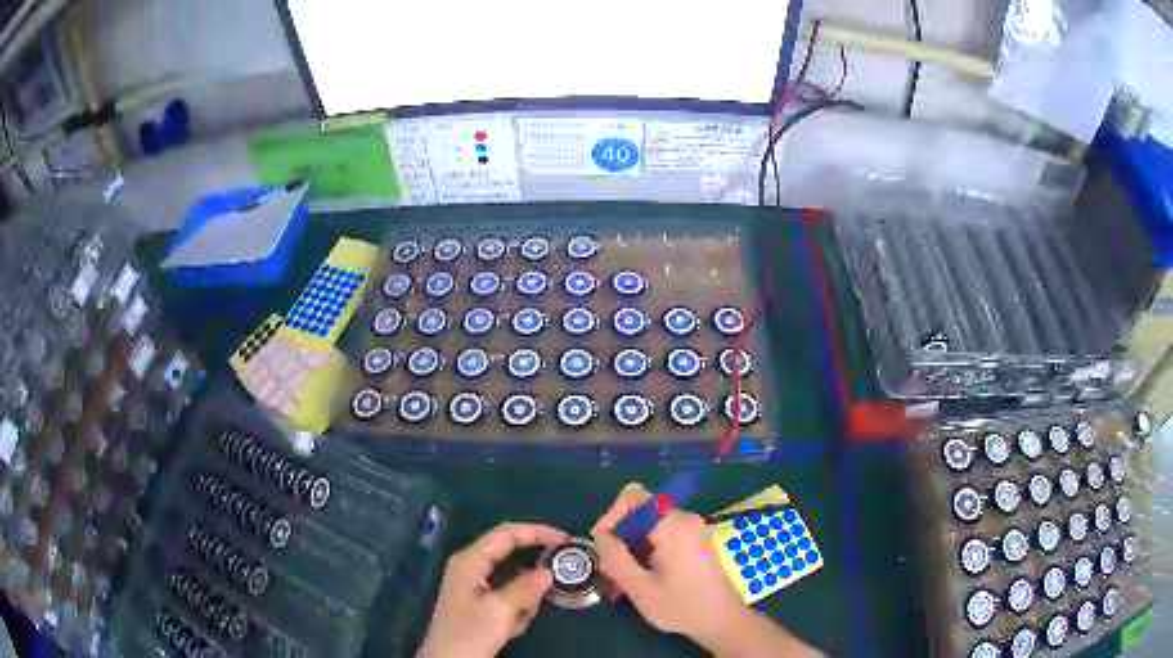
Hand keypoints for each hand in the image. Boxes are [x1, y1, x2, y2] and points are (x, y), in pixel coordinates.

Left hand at [420, 522, 568, 657]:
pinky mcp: (479, 605)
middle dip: (532, 570)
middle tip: (559, 575)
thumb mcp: (501, 610)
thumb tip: (548, 572)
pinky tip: (512, 628)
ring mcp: (474, 587)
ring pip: (512, 581)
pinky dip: (516, 609)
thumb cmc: (471, 632)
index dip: (536, 532)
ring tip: (519, 619)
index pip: (506, 534)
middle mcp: (471, 568)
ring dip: (524, 598)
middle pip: (510, 556)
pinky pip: (507, 598)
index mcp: (470, 561)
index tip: (565, 540)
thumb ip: (525, 588)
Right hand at [591, 483, 744, 644]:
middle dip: (619, 542)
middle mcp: (684, 519)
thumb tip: (599, 535)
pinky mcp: (691, 543)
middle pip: (638, 515)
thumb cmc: (682, 607)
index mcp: (674, 525)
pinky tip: (636, 583)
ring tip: (618, 586)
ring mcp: (690, 531)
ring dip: (628, 553)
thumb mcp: (640, 588)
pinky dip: (643, 556)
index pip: (633, 497)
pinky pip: (658, 539)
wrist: (722, 622)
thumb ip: (615, 558)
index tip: (603, 547)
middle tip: (608, 574)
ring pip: (645, 530)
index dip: (612, 517)